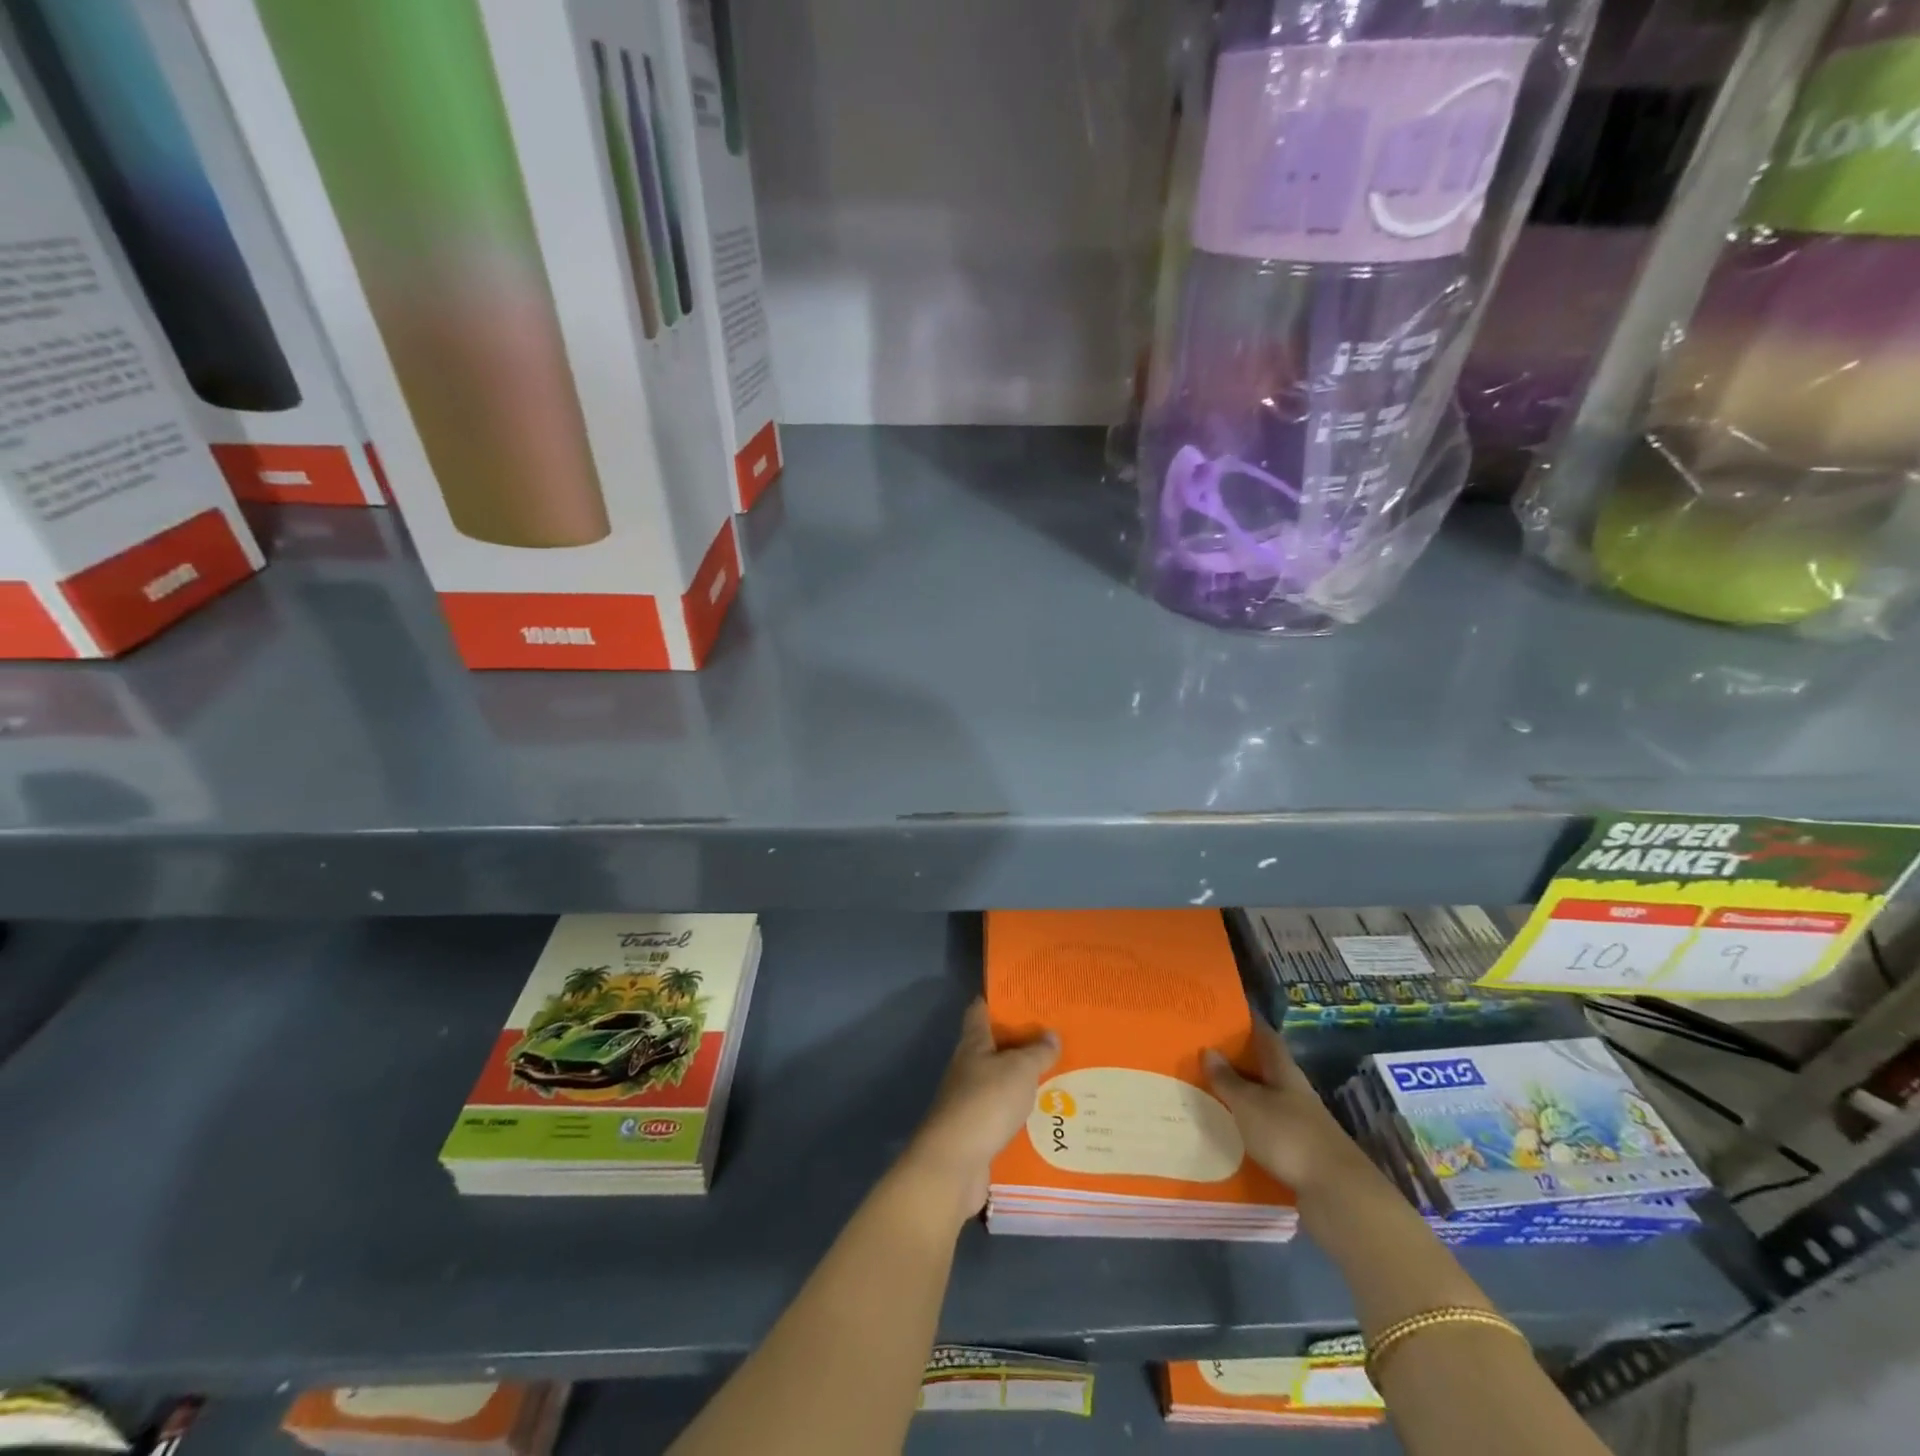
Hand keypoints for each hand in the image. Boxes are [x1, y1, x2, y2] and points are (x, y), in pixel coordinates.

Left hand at [897, 999, 1058, 1227]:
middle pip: (992, 1046)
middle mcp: (968, 1067)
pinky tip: (1045, 1115)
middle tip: (1054, 1037)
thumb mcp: (1019, 1070)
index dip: (998, 999)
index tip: (1023, 995)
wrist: (954, 1163)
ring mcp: (969, 1099)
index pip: (980, 1010)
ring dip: (1022, 1079)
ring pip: (1000, 1080)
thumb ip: (1037, 1052)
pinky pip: (1003, 1113)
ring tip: (1057, 1075)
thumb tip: (1051, 1034)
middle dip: (1020, 1042)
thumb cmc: (986, 1103)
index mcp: (973, 1043)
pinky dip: (1020, 1111)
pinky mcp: (976, 1130)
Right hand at [1205, 1022, 1377, 1203]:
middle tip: (1203, 1052)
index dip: (1247, 1022)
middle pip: (1264, 1067)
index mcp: (1284, 1071)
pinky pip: (1266, 1129)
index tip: (1223, 1012)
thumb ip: (1228, 1080)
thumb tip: (1209, 1050)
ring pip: (1265, 1099)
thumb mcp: (1249, 1104)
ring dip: (1241, 1095)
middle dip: (1237, 1059)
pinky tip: (1228, 1131)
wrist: (1337, 1194)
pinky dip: (1248, 1126)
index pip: (1265, 1036)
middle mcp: (1294, 1091)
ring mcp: (1299, 1122)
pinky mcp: (1299, 1152)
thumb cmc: (1289, 1136)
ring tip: (1208, 1091)